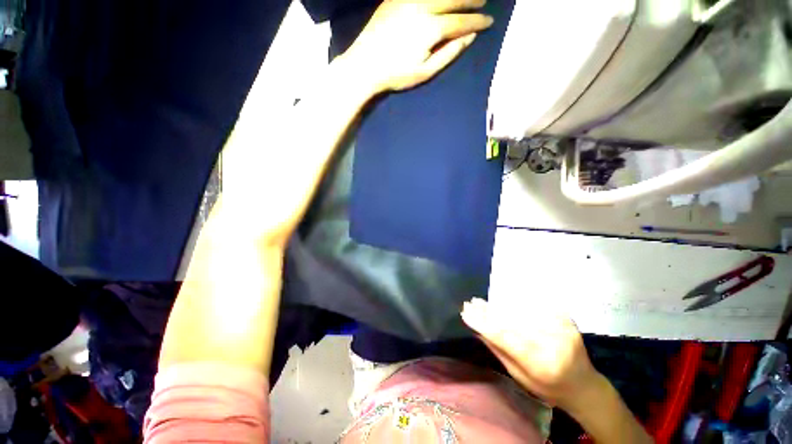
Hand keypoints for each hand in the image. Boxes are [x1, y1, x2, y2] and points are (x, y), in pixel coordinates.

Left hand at [342, 0, 493, 92]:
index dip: (477, 22)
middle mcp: (422, 6)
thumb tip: (469, 37)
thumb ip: (449, 53)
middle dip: (472, 0)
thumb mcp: (425, 72)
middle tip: (484, 1)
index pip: (461, 22)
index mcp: (431, 28)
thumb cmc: (396, 74)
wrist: (365, 65)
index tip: (490, 22)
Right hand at [461, 298, 601, 409]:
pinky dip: (517, 303)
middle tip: (471, 303)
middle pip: (512, 321)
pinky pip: (537, 306)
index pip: (506, 338)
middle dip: (488, 311)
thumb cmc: (549, 387)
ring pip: (522, 311)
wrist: (585, 386)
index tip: (466, 313)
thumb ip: (500, 351)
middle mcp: (554, 343)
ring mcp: (563, 328)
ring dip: (499, 305)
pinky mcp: (567, 319)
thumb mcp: (520, 377)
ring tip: (482, 302)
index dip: (484, 323)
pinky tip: (504, 300)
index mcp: (542, 365)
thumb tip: (478, 328)